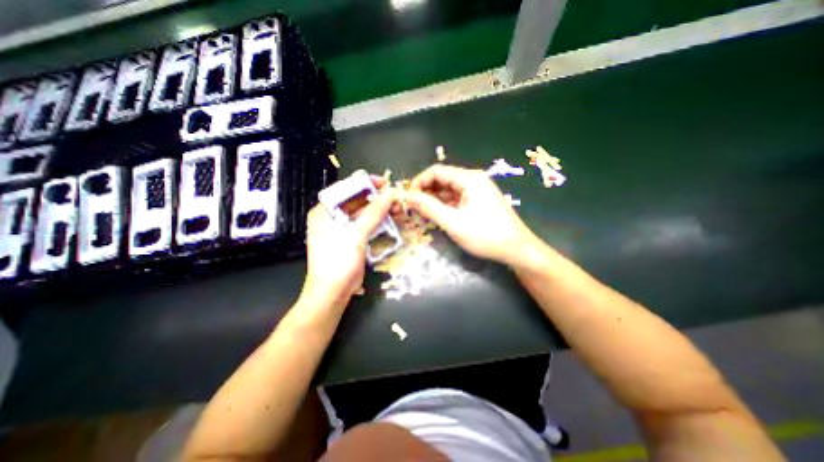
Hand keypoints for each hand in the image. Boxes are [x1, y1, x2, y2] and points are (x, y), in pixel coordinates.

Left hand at [300, 176, 395, 307]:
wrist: (332, 293)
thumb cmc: (338, 262)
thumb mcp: (356, 235)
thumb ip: (374, 213)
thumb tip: (390, 194)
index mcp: (324, 211)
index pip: (346, 189)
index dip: (366, 184)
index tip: (385, 183)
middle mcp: (331, 217)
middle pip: (357, 201)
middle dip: (377, 199)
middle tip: (395, 198)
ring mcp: (341, 229)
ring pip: (363, 213)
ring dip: (380, 211)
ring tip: (397, 209)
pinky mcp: (350, 239)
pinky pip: (365, 225)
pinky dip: (378, 222)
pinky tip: (391, 220)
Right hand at [407, 166, 537, 267]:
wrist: (517, 249)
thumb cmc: (485, 235)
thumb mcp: (453, 222)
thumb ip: (429, 207)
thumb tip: (409, 196)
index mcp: (469, 179)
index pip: (437, 171)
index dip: (419, 181)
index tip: (408, 197)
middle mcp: (474, 180)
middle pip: (443, 179)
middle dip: (426, 191)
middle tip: (413, 207)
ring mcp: (478, 191)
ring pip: (450, 190)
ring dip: (435, 199)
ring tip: (422, 212)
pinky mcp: (480, 202)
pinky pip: (458, 198)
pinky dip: (446, 205)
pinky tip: (438, 214)